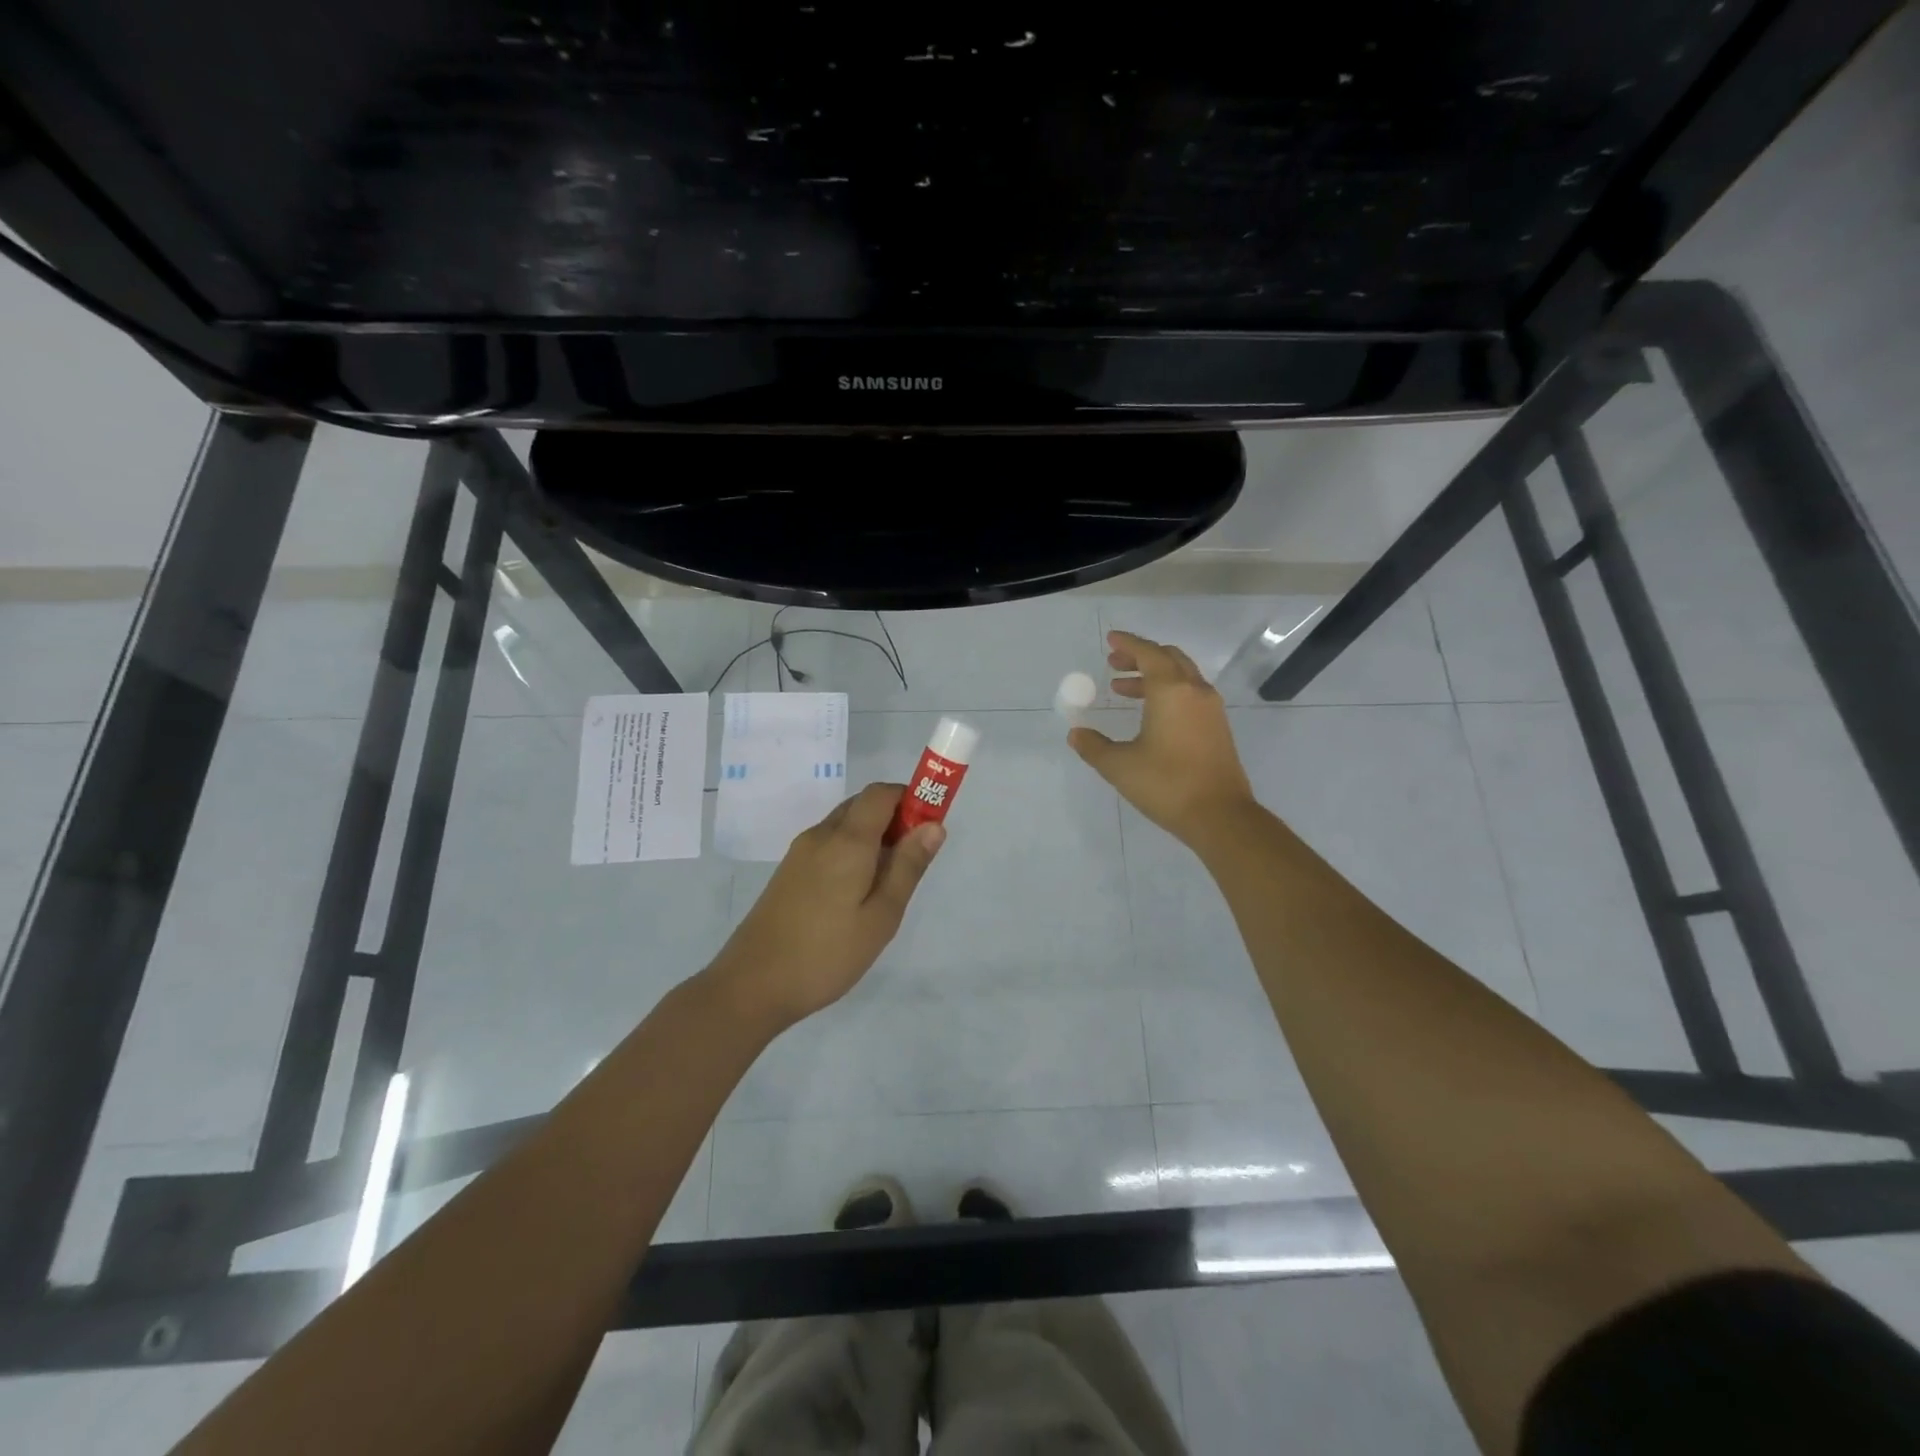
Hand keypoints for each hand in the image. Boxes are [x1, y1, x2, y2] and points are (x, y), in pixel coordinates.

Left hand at [705, 782, 943, 1029]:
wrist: (752, 985)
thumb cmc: (827, 953)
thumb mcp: (881, 916)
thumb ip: (908, 867)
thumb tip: (934, 825)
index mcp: (847, 840)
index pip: (882, 793)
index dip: (911, 799)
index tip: (930, 829)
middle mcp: (821, 835)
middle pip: (863, 805)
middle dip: (894, 819)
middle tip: (912, 862)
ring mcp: (800, 853)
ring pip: (845, 825)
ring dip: (873, 838)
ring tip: (887, 885)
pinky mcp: (789, 872)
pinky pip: (829, 844)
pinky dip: (852, 852)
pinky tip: (856, 895)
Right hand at [1069, 630, 1255, 845]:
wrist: (1220, 816)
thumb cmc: (1166, 784)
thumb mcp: (1120, 766)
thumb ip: (1094, 746)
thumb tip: (1076, 734)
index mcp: (1171, 690)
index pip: (1148, 654)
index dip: (1128, 644)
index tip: (1111, 640)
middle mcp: (1194, 691)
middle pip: (1168, 658)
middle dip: (1140, 657)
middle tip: (1114, 664)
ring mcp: (1211, 709)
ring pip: (1181, 676)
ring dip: (1153, 676)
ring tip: (1123, 690)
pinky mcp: (1217, 728)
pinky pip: (1190, 694)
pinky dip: (1168, 692)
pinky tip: (1150, 714)